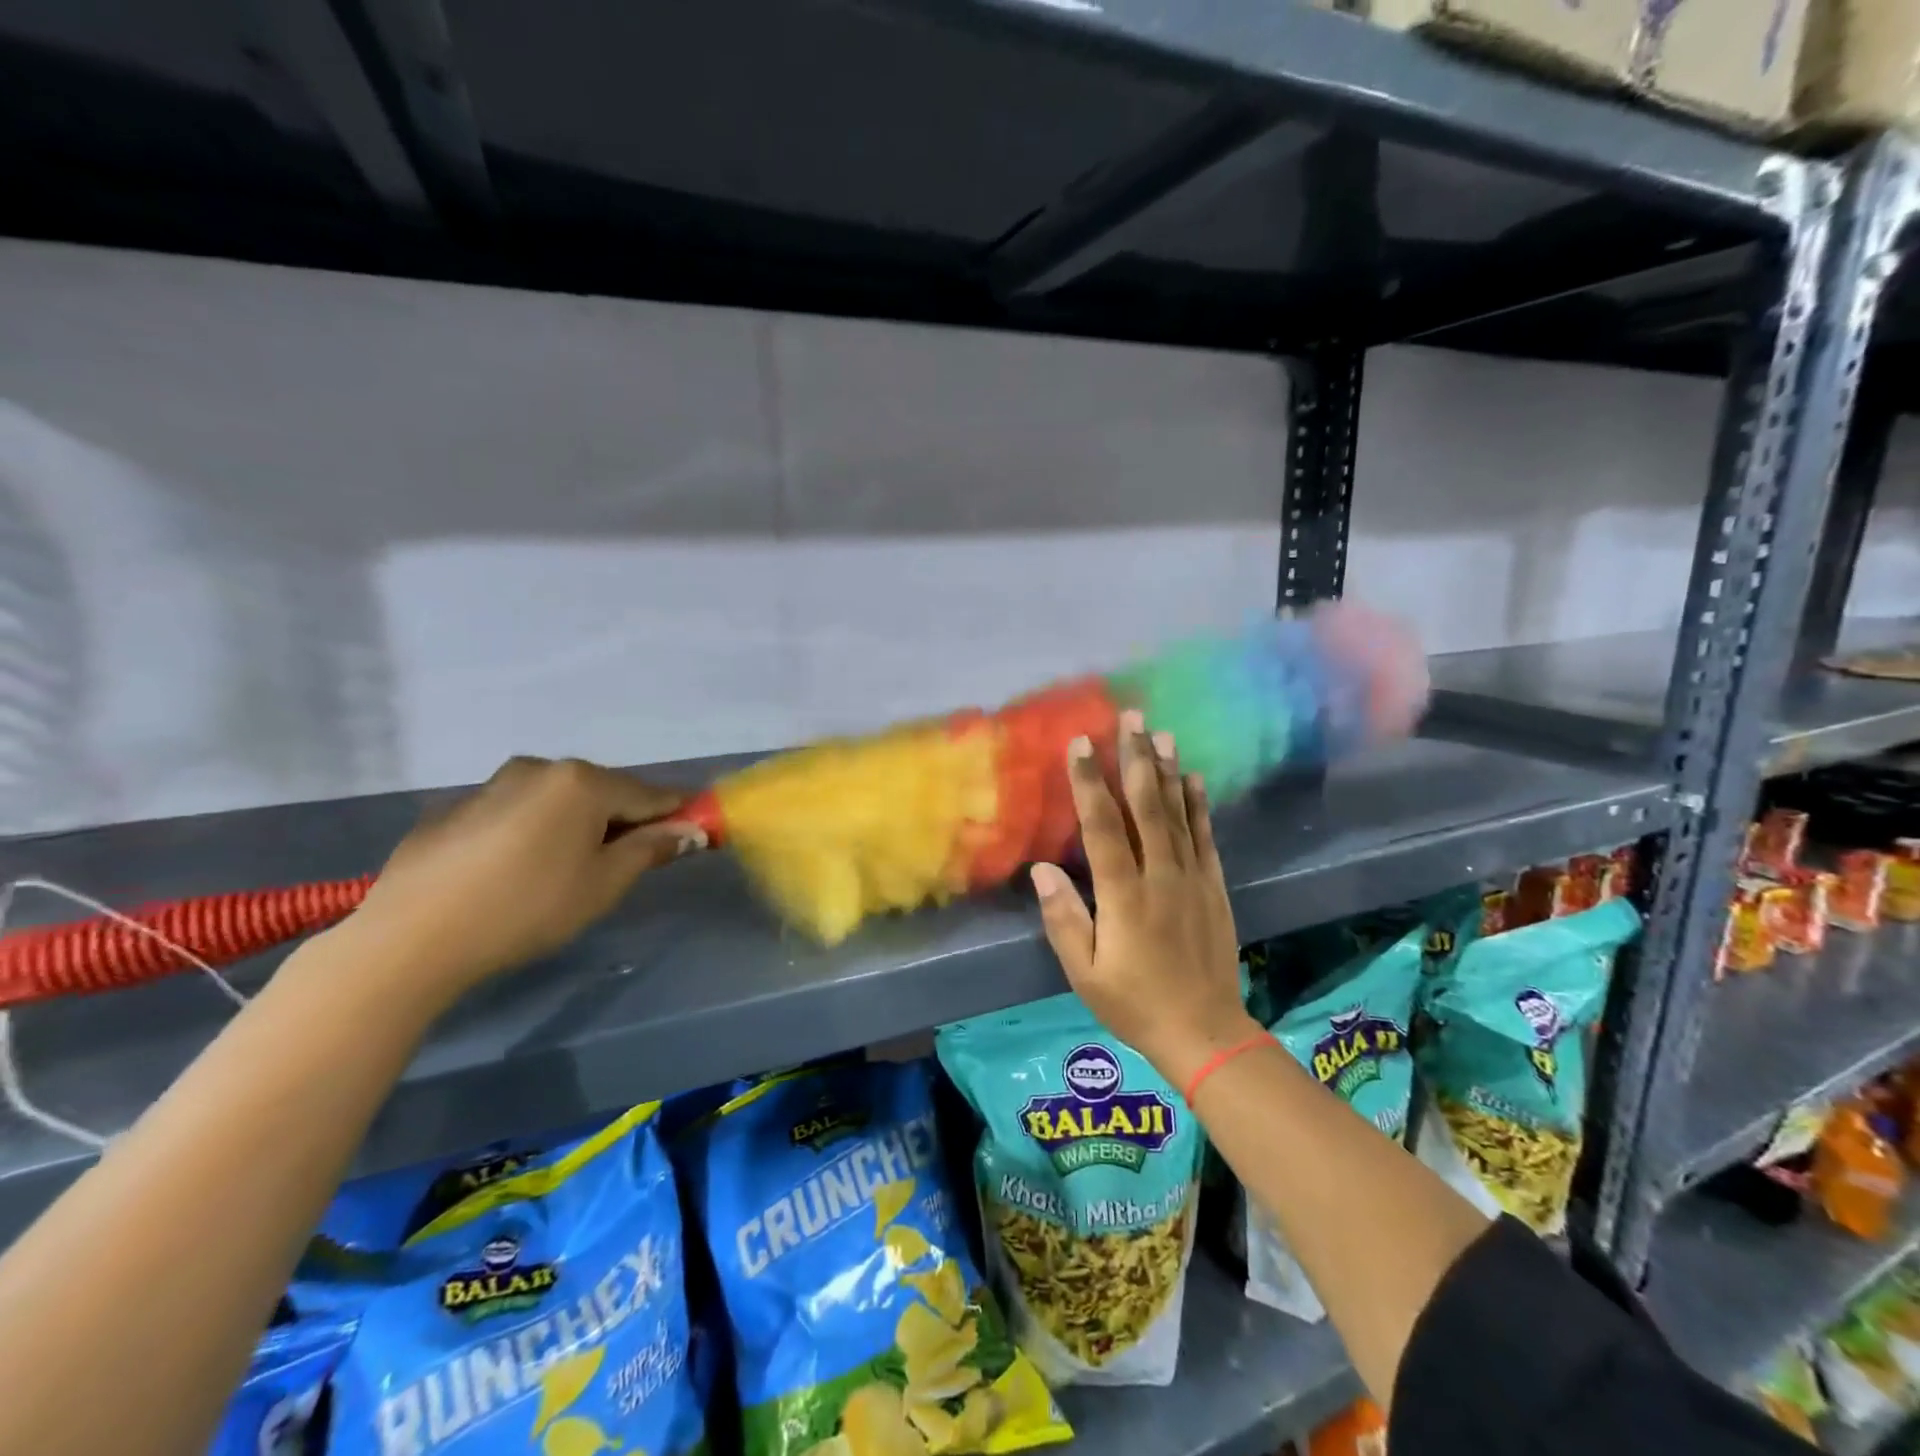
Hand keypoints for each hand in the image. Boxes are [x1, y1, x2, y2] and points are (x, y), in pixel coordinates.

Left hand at [348, 756, 700, 997]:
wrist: (410, 938)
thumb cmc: (528, 908)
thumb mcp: (604, 884)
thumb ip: (651, 849)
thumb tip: (691, 830)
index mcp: (583, 781)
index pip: (651, 794)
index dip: (677, 814)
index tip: (694, 833)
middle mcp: (540, 768)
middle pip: (603, 792)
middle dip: (622, 820)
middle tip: (623, 864)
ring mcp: (492, 784)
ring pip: (556, 800)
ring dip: (575, 825)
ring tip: (564, 872)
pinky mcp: (454, 808)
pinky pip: (514, 812)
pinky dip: (531, 831)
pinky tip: (514, 872)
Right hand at [1031, 710, 1256, 1088]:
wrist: (1204, 1032)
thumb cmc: (1134, 1003)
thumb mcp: (1085, 974)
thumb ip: (1064, 919)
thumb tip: (1042, 870)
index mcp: (1124, 896)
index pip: (1102, 827)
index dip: (1089, 783)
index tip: (1081, 744)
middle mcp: (1160, 876)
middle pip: (1145, 807)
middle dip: (1135, 759)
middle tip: (1130, 717)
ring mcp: (1192, 878)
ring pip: (1177, 814)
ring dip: (1166, 771)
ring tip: (1160, 733)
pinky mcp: (1213, 886)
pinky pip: (1205, 837)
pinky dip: (1197, 805)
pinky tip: (1193, 778)